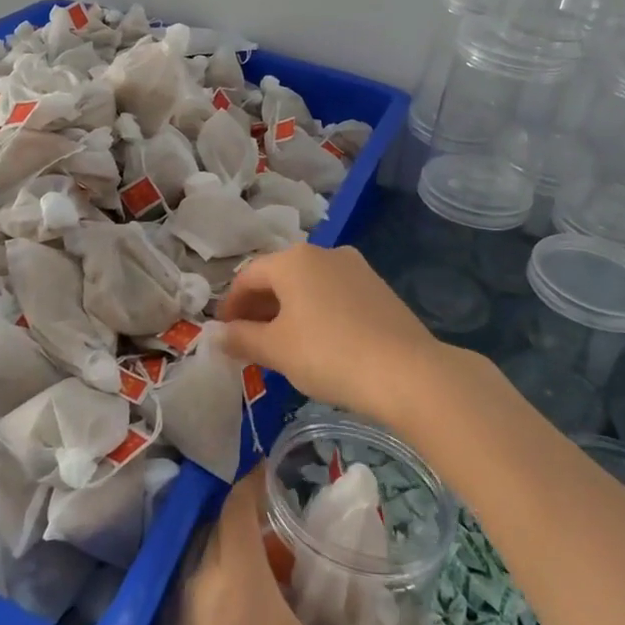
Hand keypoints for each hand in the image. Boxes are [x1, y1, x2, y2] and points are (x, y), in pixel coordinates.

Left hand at [108, 470, 435, 624]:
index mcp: (236, 573)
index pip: (238, 501)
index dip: (256, 480)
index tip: (281, 473)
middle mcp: (200, 578)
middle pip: (222, 526)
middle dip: (254, 522)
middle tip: (292, 535)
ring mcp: (176, 610)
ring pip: (207, 561)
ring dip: (237, 557)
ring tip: (277, 581)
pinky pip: (194, 593)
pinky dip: (220, 589)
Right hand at [217, 243, 444, 424]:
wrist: (406, 372)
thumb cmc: (329, 354)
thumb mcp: (276, 350)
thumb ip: (242, 338)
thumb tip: (217, 334)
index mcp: (293, 260)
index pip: (247, 276)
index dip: (230, 305)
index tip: (224, 333)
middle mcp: (324, 253)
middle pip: (278, 277)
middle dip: (259, 308)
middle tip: (248, 341)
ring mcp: (355, 268)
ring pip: (308, 285)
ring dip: (287, 311)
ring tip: (281, 345)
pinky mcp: (378, 288)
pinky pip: (333, 295)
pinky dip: (316, 312)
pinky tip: (318, 343)